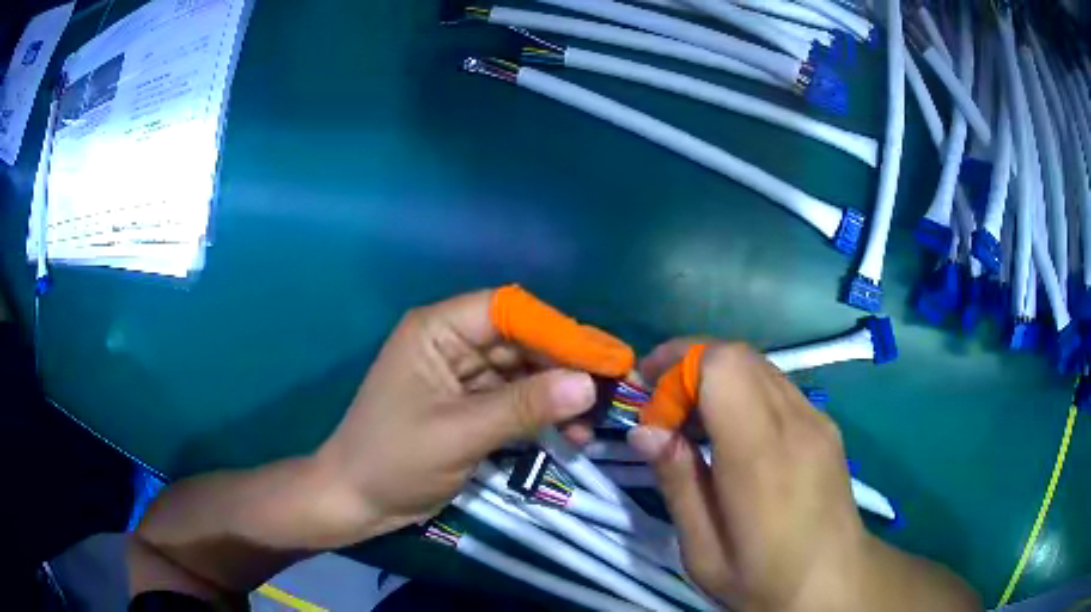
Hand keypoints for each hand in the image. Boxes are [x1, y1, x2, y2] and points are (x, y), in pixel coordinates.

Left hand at [305, 288, 632, 548]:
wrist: (358, 501)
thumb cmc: (394, 460)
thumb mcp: (459, 433)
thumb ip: (523, 407)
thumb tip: (588, 385)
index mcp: (438, 330)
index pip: (508, 311)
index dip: (558, 329)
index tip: (603, 356)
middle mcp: (453, 344)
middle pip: (522, 341)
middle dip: (566, 366)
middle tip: (613, 389)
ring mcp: (463, 377)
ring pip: (525, 373)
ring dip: (560, 394)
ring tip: (596, 420)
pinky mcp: (471, 407)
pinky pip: (517, 401)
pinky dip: (544, 415)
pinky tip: (572, 434)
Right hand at [628, 340, 979, 611]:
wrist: (833, 583)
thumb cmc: (762, 577)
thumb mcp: (703, 549)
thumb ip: (678, 483)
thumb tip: (644, 430)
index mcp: (762, 454)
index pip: (723, 366)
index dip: (679, 365)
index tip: (649, 400)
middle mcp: (795, 422)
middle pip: (738, 355)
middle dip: (690, 364)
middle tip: (660, 403)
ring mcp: (817, 419)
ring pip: (758, 365)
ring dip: (716, 376)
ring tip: (691, 417)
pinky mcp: (825, 425)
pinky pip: (777, 386)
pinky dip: (743, 390)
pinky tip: (732, 430)